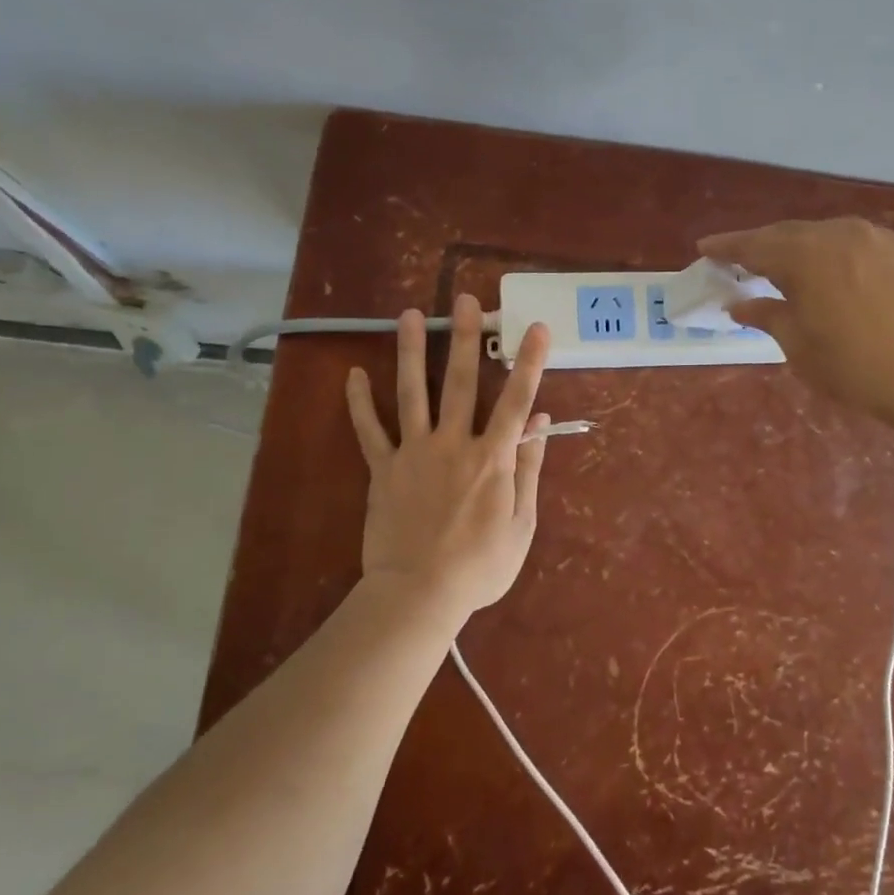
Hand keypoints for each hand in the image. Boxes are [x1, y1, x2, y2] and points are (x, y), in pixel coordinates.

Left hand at [345, 297, 550, 621]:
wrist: (419, 594)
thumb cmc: (480, 566)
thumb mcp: (522, 524)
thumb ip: (530, 469)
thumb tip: (541, 424)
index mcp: (492, 458)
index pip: (516, 400)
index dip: (529, 362)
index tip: (537, 327)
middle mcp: (453, 443)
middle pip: (461, 382)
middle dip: (466, 338)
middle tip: (466, 300)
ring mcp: (414, 453)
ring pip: (412, 393)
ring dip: (412, 351)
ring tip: (410, 315)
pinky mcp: (383, 469)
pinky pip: (369, 431)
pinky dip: (360, 403)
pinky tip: (353, 375)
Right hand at [698, 217, 893, 432]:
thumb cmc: (858, 368)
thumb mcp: (800, 348)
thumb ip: (768, 317)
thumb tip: (740, 304)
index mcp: (805, 256)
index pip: (754, 245)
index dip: (726, 247)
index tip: (704, 248)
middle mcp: (841, 234)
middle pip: (792, 233)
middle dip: (765, 245)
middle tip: (745, 260)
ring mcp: (883, 238)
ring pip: (832, 236)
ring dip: (807, 250)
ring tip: (795, 268)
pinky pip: (867, 247)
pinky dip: (846, 258)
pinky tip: (849, 280)